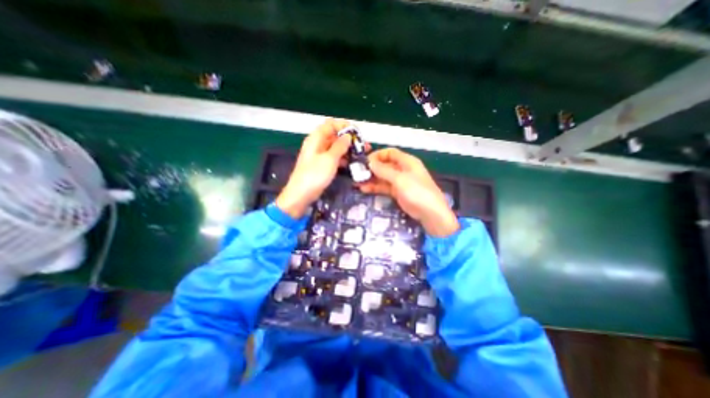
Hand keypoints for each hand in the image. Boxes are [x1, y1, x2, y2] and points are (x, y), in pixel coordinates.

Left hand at [277, 118, 355, 216]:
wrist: (301, 194)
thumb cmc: (315, 175)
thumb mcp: (329, 159)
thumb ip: (340, 146)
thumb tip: (348, 136)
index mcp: (316, 138)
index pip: (331, 124)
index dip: (344, 125)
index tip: (357, 132)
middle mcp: (318, 144)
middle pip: (334, 136)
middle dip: (349, 139)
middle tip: (363, 145)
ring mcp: (320, 155)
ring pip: (336, 147)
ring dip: (348, 149)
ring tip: (361, 155)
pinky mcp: (322, 165)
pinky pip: (334, 158)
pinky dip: (343, 159)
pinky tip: (352, 164)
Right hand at [358, 148, 456, 236]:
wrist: (430, 213)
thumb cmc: (417, 191)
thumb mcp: (399, 179)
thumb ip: (383, 170)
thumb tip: (369, 162)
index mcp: (407, 161)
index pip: (390, 153)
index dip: (377, 155)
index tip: (365, 161)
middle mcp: (403, 169)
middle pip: (385, 165)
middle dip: (372, 168)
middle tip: (358, 173)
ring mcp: (400, 181)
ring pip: (383, 177)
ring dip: (371, 179)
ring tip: (357, 182)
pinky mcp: (397, 192)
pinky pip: (384, 187)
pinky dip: (375, 187)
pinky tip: (364, 189)